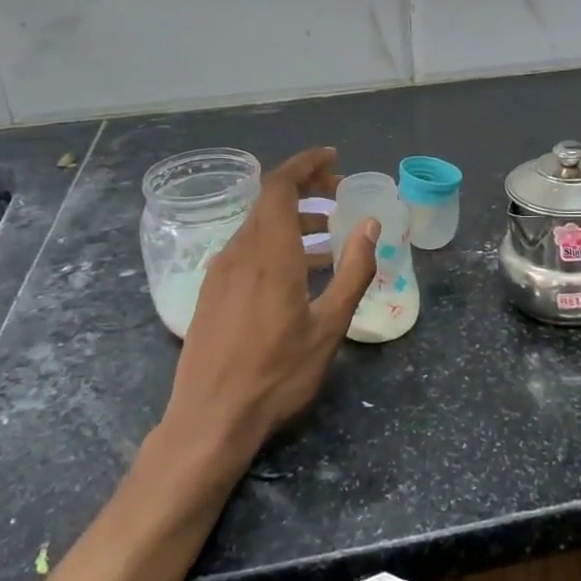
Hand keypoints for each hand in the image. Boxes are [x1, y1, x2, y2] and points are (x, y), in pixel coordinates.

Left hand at [162, 147, 377, 460]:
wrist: (209, 421)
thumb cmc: (276, 375)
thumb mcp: (329, 326)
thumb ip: (353, 271)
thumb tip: (370, 224)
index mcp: (269, 254)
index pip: (279, 186)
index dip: (305, 164)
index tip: (333, 159)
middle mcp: (239, 253)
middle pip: (269, 201)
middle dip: (305, 189)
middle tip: (339, 198)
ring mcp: (220, 272)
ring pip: (258, 226)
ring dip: (293, 220)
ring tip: (327, 239)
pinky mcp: (211, 292)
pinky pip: (246, 249)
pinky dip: (276, 243)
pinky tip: (297, 272)